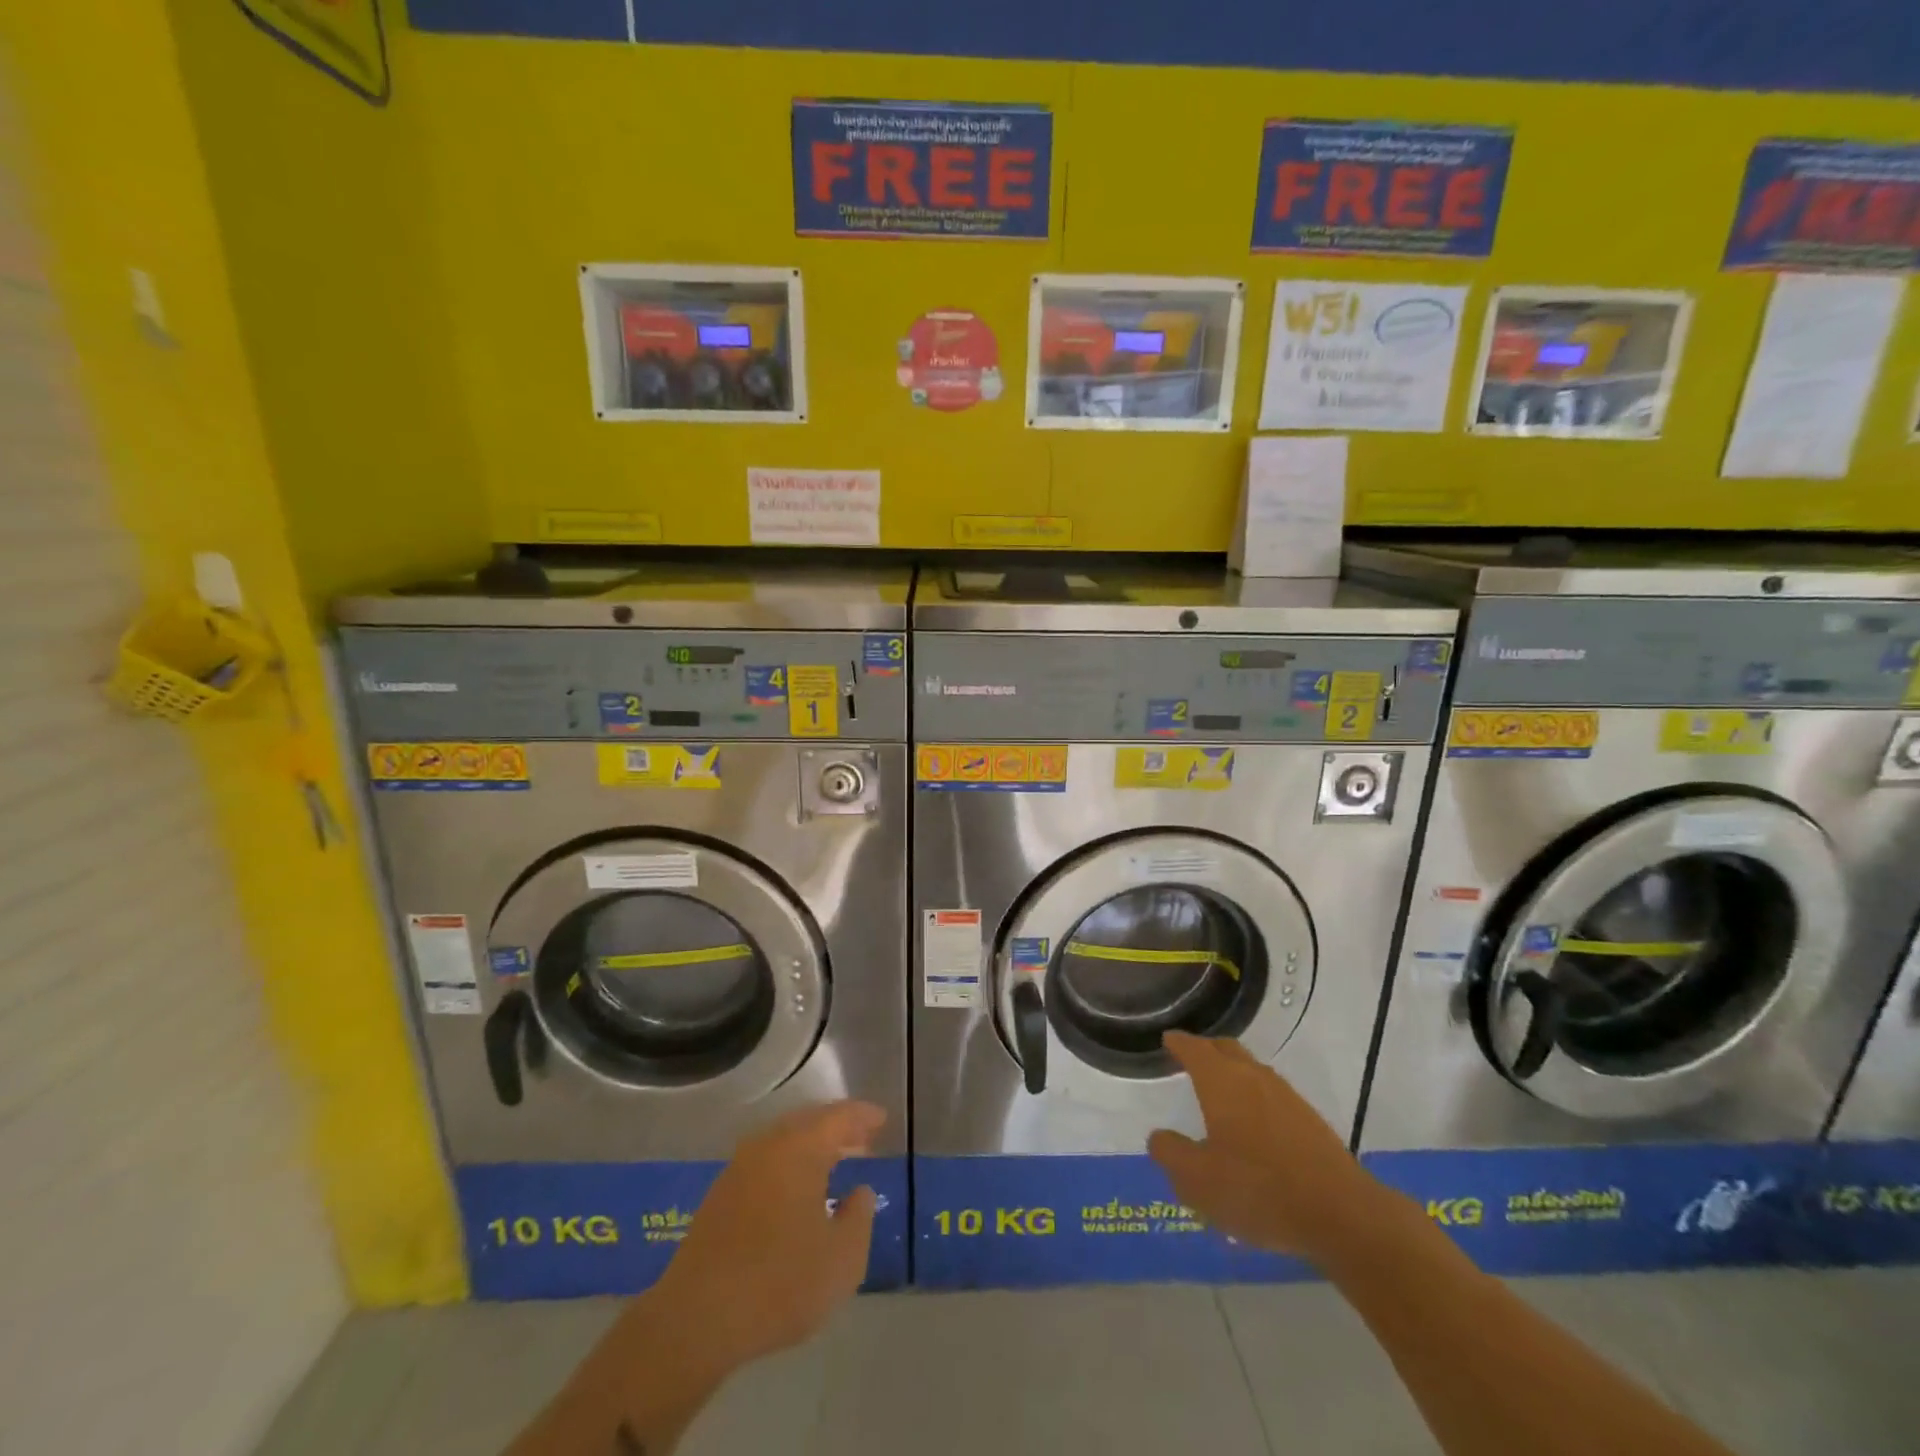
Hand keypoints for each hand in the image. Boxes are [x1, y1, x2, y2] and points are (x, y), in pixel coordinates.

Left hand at [637, 1100, 884, 1383]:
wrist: (695, 1320)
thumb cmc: (779, 1283)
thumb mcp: (841, 1260)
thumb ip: (859, 1219)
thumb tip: (861, 1192)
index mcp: (800, 1149)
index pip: (838, 1117)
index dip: (863, 1116)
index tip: (881, 1119)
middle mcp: (768, 1146)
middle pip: (808, 1122)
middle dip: (837, 1128)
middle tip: (862, 1139)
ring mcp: (738, 1169)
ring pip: (784, 1142)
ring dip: (811, 1147)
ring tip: (833, 1163)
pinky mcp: (719, 1197)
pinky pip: (765, 1163)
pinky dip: (788, 1165)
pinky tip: (796, 1192)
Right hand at [1147, 1032, 1384, 1262]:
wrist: (1342, 1214)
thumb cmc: (1258, 1189)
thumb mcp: (1198, 1181)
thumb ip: (1171, 1154)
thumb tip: (1159, 1137)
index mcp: (1221, 1081)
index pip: (1194, 1048)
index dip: (1178, 1043)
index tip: (1168, 1040)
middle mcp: (1253, 1077)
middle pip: (1226, 1050)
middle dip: (1206, 1051)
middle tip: (1190, 1061)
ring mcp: (1286, 1096)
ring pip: (1252, 1071)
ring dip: (1233, 1075)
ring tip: (1220, 1095)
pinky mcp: (1310, 1120)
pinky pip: (1271, 1096)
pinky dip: (1254, 1099)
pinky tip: (1253, 1128)